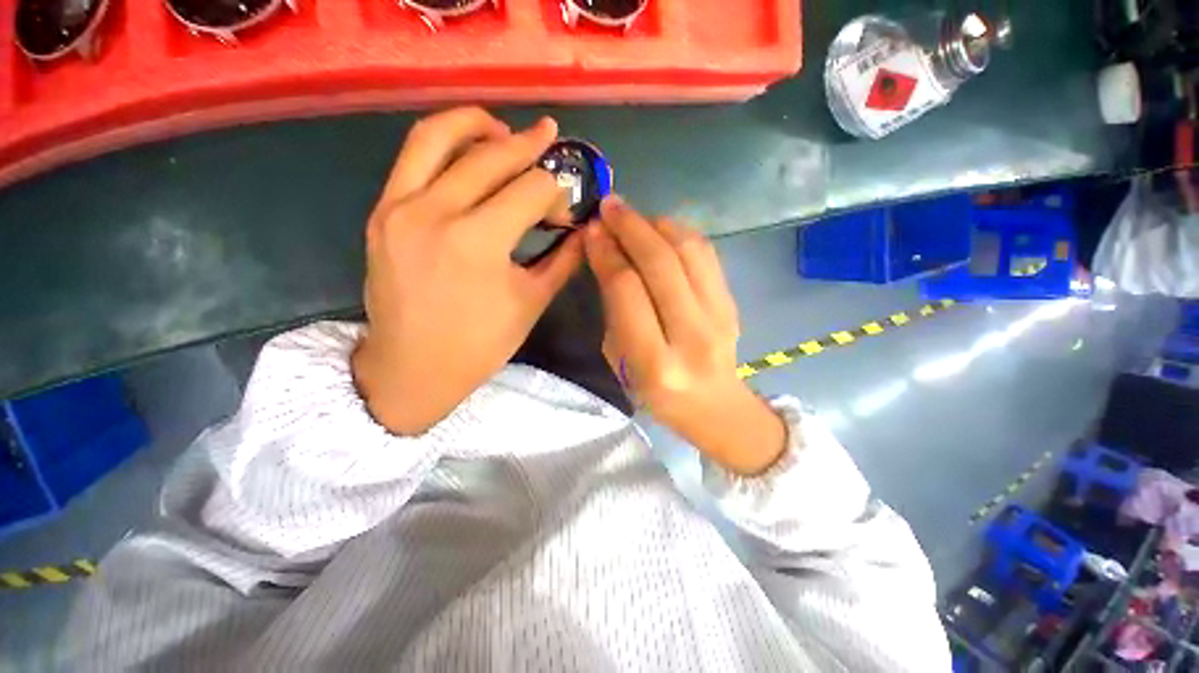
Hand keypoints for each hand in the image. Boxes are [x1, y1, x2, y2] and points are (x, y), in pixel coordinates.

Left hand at [353, 107, 582, 434]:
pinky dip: (443, 142)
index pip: (531, 191)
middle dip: (529, 146)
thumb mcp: (531, 302)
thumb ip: (563, 259)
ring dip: (478, 123)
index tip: (564, 209)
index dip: (556, 193)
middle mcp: (435, 212)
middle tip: (550, 139)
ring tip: (504, 128)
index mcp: (478, 242)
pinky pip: (412, 157)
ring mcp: (400, 207)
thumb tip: (584, 228)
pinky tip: (467, 150)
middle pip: (492, 156)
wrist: (411, 368)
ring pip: (439, 137)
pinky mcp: (382, 212)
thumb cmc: (479, 345)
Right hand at [584, 198, 786, 475]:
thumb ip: (615, 310)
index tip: (591, 230)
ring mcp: (720, 317)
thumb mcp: (621, 361)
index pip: (627, 290)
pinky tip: (660, 228)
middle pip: (660, 263)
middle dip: (630, 226)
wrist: (715, 406)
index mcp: (655, 362)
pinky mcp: (733, 303)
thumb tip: (608, 257)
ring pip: (689, 251)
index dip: (606, 253)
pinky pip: (707, 254)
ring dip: (656, 223)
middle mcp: (692, 337)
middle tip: (609, 206)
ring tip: (632, 216)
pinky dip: (680, 232)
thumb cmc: (656, 393)